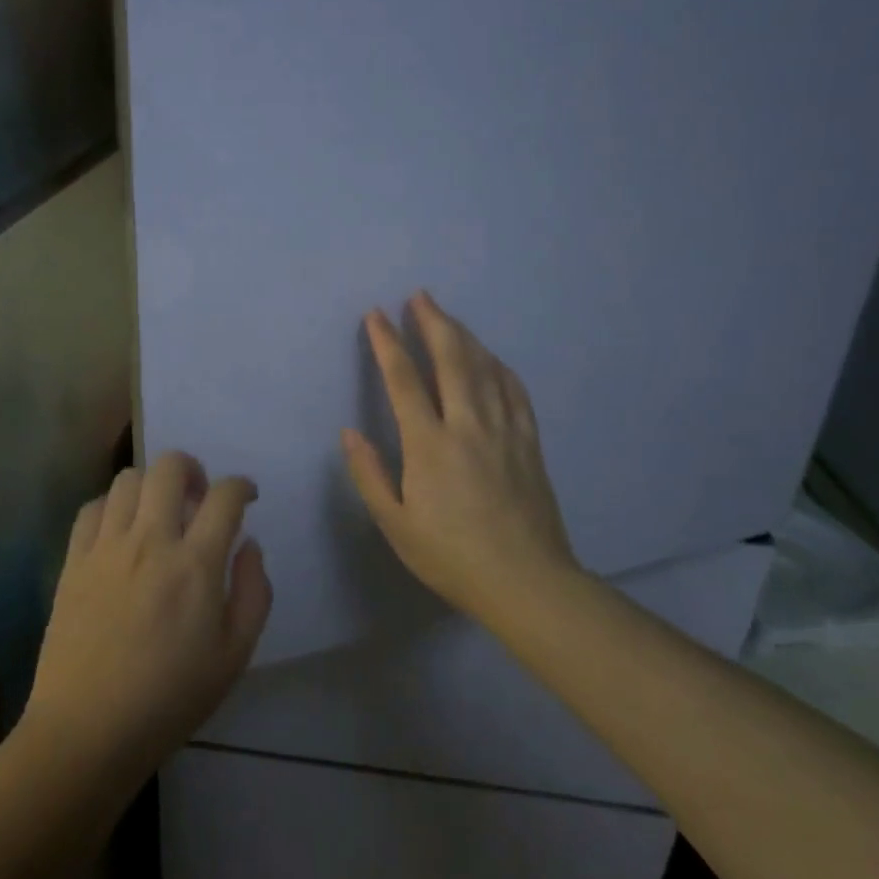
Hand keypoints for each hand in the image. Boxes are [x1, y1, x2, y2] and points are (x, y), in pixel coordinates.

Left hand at [24, 452, 272, 780]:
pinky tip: (120, 531)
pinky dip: (112, 506)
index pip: (224, 496)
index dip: (242, 487)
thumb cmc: (171, 699)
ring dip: (152, 486)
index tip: (246, 497)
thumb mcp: (235, 656)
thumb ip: (254, 592)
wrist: (88, 731)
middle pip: (171, 467)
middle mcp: (150, 541)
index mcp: (195, 565)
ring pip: (128, 479)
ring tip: (158, 513)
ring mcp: (106, 547)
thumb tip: (249, 544)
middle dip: (193, 469)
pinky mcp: (73, 560)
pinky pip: (92, 507)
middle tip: (198, 497)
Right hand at [343, 292, 578, 625]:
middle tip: (420, 296)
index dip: (387, 342)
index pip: (403, 379)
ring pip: (484, 367)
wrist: (527, 582)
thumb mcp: (396, 525)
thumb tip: (350, 433)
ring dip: (464, 336)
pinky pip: (514, 391)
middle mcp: (468, 424)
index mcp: (429, 444)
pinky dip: (499, 366)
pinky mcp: (528, 442)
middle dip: (432, 322)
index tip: (376, 315)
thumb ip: (369, 475)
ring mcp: (504, 430)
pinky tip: (492, 358)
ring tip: (448, 317)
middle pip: (451, 358)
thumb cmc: (452, 556)